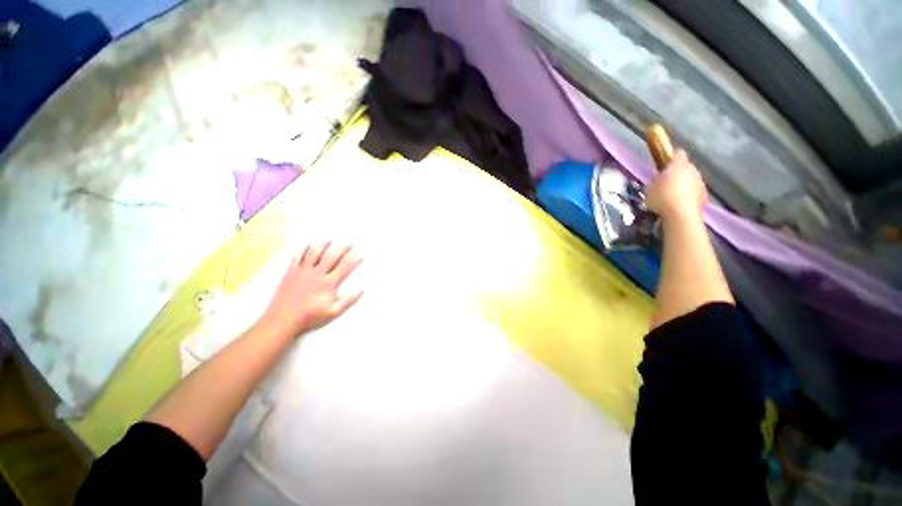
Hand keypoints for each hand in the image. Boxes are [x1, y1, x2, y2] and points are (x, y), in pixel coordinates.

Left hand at [257, 242, 363, 338]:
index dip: (355, 258)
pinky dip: (303, 248)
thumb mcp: (334, 311)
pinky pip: (297, 256)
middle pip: (332, 256)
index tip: (362, 253)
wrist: (283, 320)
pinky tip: (307, 244)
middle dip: (343, 247)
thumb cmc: (310, 316)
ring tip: (330, 238)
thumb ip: (349, 300)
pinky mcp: (291, 272)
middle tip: (350, 242)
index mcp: (329, 283)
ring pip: (314, 252)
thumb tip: (363, 288)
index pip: (346, 267)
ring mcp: (303, 271)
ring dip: (323, 244)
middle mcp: (317, 274)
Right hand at [645, 149, 708, 219]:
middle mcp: (693, 170)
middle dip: (679, 173)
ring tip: (674, 195)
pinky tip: (681, 204)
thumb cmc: (662, 197)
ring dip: (685, 185)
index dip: (672, 158)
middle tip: (668, 182)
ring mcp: (701, 182)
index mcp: (679, 165)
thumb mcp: (650, 188)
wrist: (680, 214)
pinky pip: (695, 192)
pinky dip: (689, 195)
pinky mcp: (704, 196)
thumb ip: (657, 180)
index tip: (665, 165)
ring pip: (692, 180)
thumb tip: (660, 178)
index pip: (678, 154)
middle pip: (687, 168)